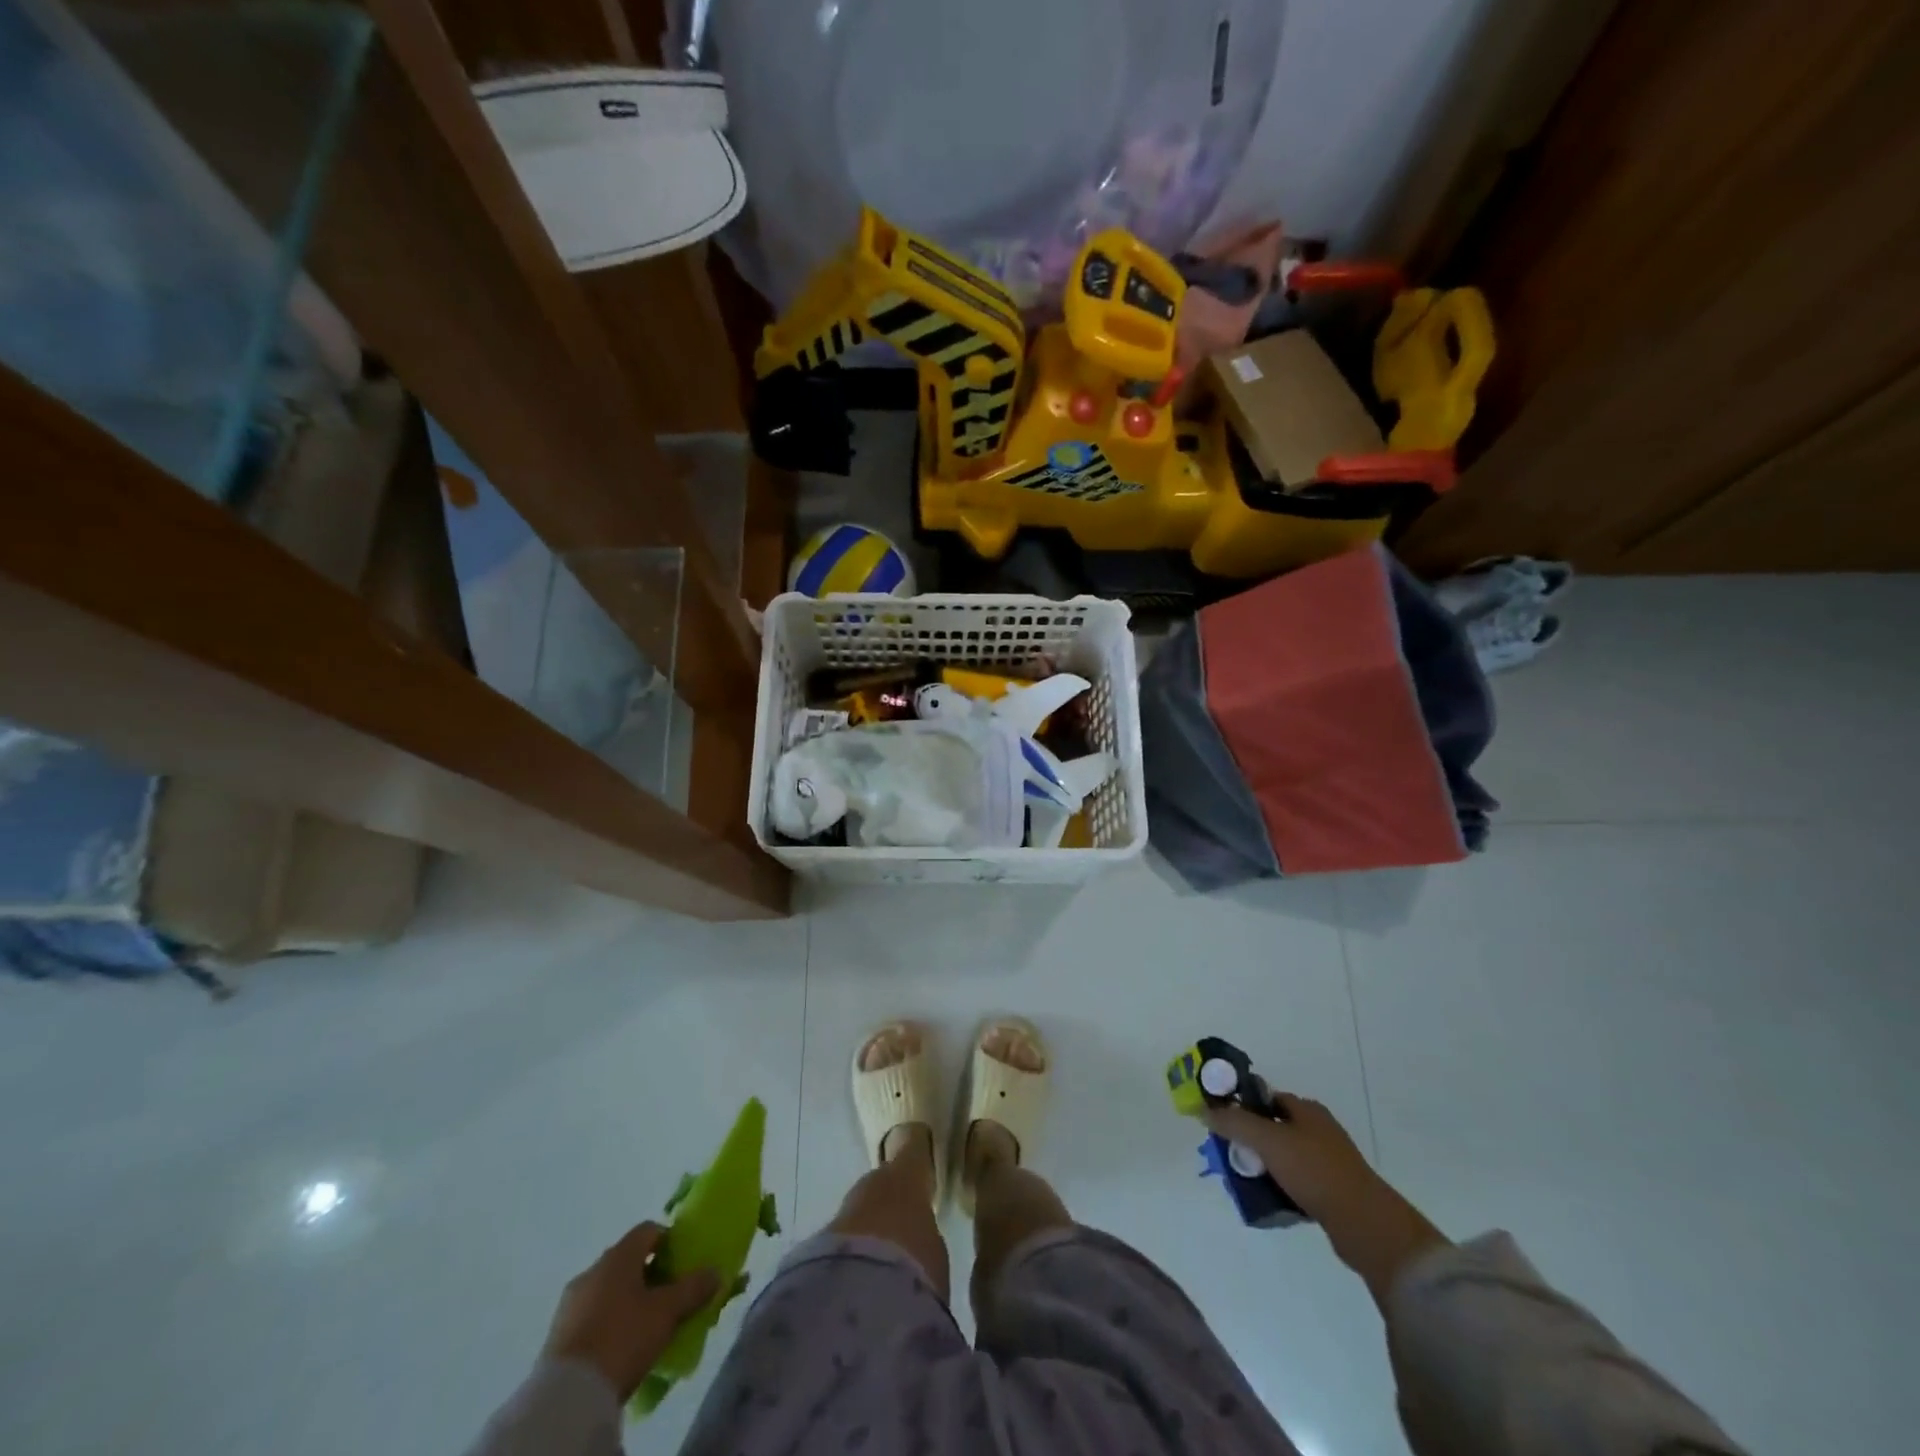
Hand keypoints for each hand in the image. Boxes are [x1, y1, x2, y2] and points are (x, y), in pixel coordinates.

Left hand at [542, 1222, 719, 1399]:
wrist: (567, 1397)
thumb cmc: (623, 1337)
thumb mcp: (667, 1312)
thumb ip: (694, 1288)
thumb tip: (716, 1272)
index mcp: (618, 1255)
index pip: (648, 1230)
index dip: (669, 1240)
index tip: (682, 1262)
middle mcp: (592, 1270)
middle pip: (627, 1260)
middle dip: (649, 1274)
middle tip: (668, 1296)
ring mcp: (570, 1303)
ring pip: (608, 1289)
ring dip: (627, 1300)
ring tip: (645, 1326)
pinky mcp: (557, 1335)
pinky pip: (591, 1315)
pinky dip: (608, 1322)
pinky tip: (620, 1345)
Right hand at [1204, 1092, 1447, 1307]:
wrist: (1365, 1224)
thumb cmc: (1315, 1171)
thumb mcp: (1268, 1141)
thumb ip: (1235, 1123)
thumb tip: (1205, 1110)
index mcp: (1307, 1110)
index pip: (1266, 1097)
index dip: (1243, 1106)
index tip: (1222, 1123)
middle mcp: (1319, 1130)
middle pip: (1273, 1128)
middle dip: (1250, 1140)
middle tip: (1230, 1155)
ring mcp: (1328, 1161)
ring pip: (1284, 1156)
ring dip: (1264, 1166)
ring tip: (1245, 1180)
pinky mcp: (1333, 1190)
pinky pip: (1297, 1181)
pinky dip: (1281, 1186)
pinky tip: (1268, 1199)